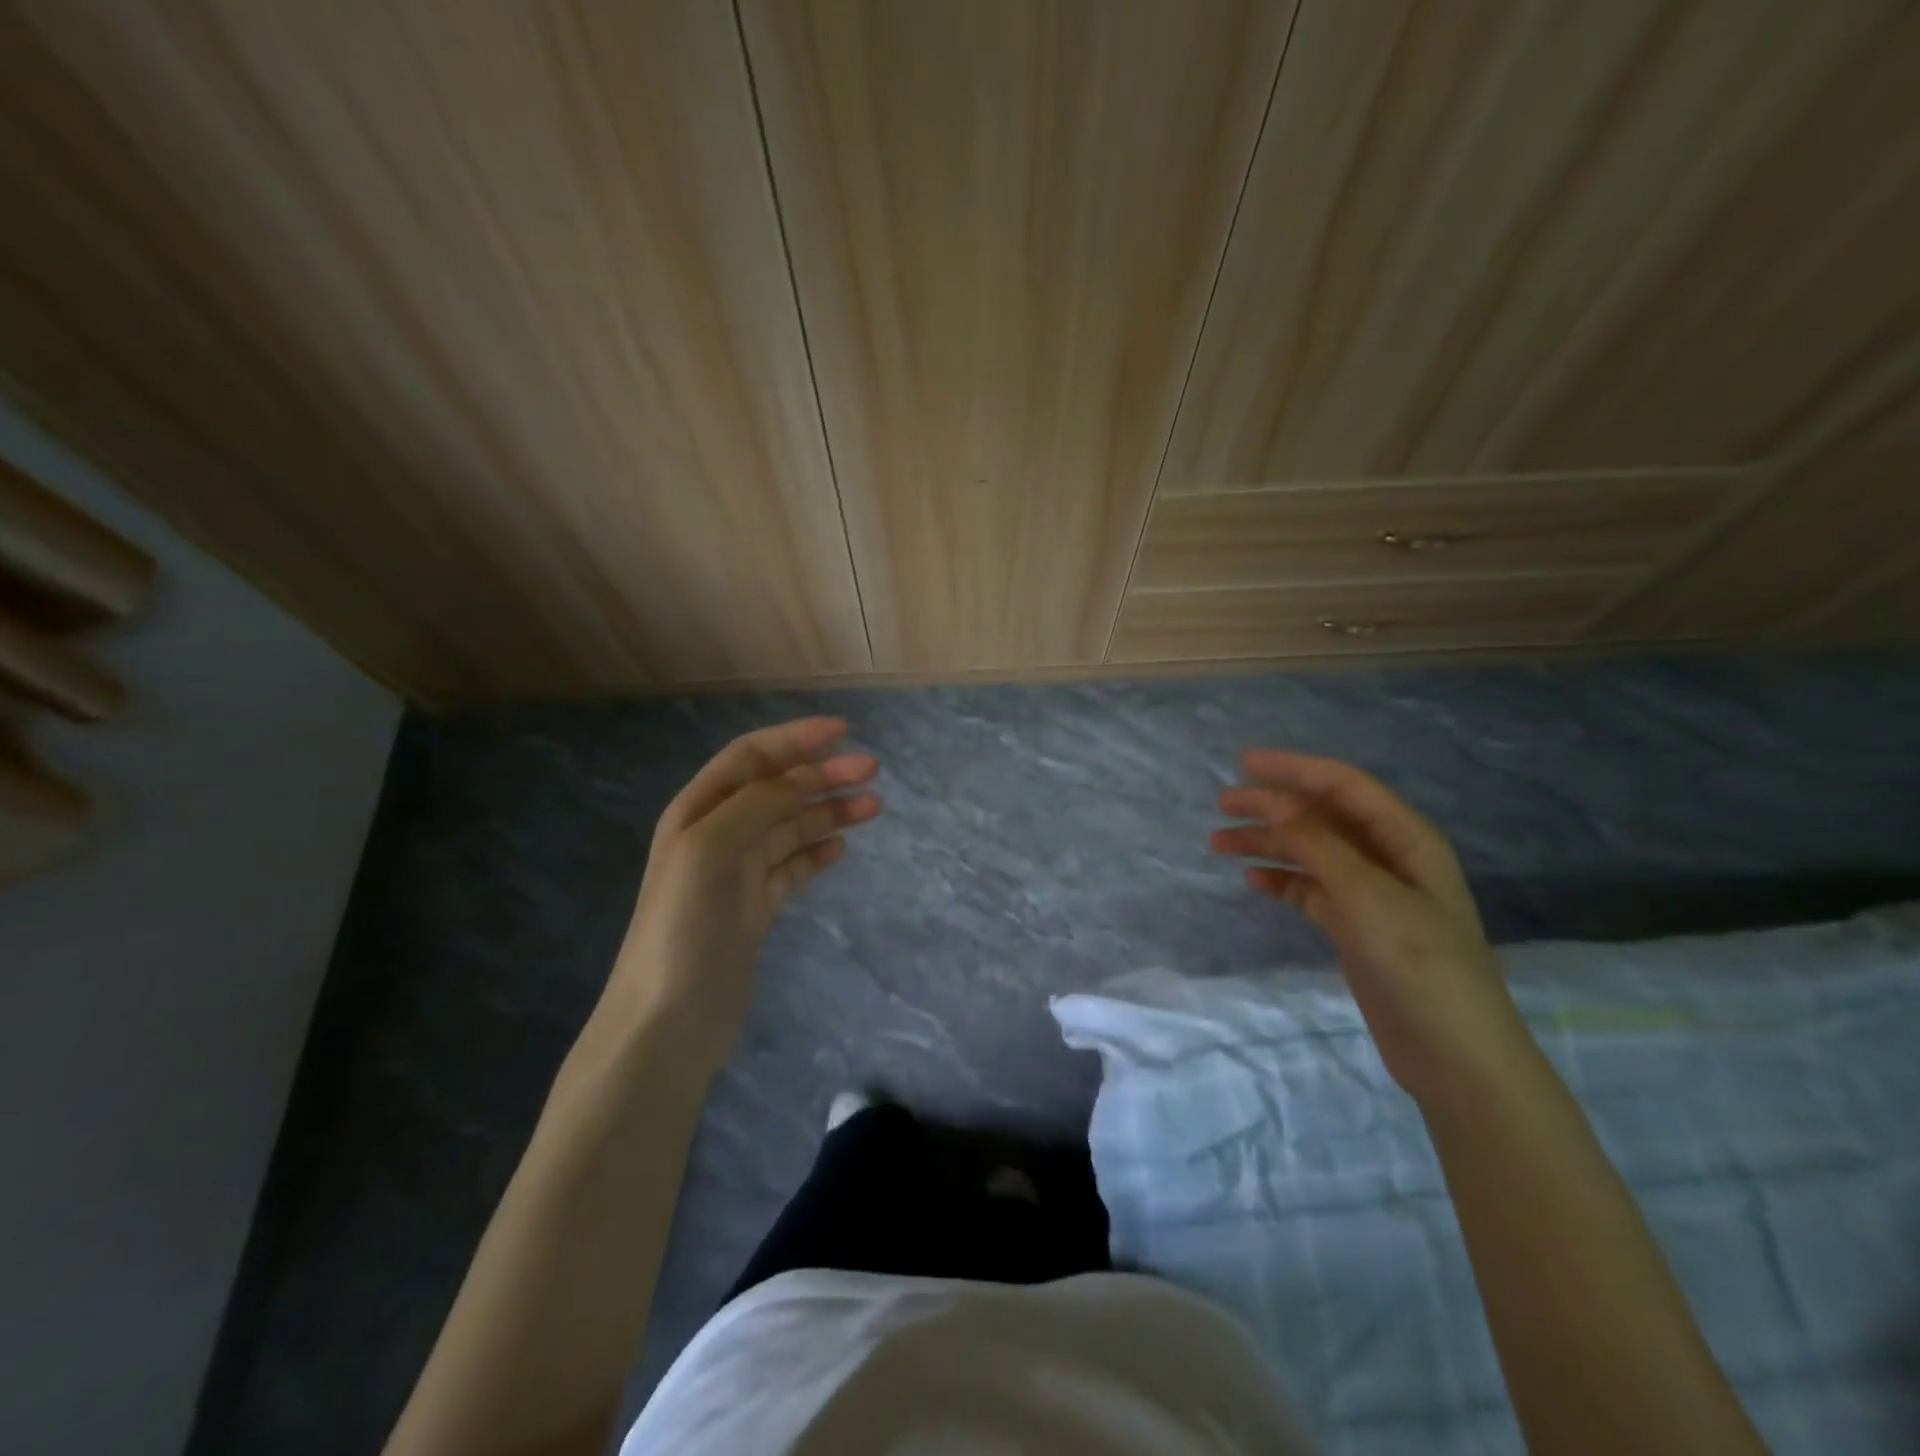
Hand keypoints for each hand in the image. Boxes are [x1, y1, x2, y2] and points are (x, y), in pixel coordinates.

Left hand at [591, 717, 880, 1079]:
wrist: (667, 1021)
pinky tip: (840, 848)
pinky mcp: (754, 909)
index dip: (795, 739)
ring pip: (790, 828)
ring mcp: (737, 874)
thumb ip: (757, 806)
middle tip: (872, 771)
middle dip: (822, 774)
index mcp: (697, 811)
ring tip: (873, 807)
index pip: (751, 758)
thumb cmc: (683, 926)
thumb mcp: (711, 850)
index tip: (844, 731)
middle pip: (777, 790)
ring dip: (828, 812)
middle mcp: (717, 835)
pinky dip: (816, 853)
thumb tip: (801, 777)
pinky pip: (792, 868)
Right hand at [1210, 750, 1531, 1102]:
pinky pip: (1310, 889)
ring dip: (1268, 843)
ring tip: (1220, 844)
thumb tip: (1275, 803)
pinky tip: (1253, 881)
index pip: (1343, 785)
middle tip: (1222, 804)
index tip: (1243, 764)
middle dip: (1272, 805)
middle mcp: (1388, 857)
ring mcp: (1371, 893)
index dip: (1294, 769)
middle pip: (1322, 816)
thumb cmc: (1418, 962)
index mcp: (1404, 838)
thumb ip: (1319, 844)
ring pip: (1310, 852)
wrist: (1453, 1053)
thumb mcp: (1367, 894)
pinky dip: (1281, 880)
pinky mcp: (1356, 926)